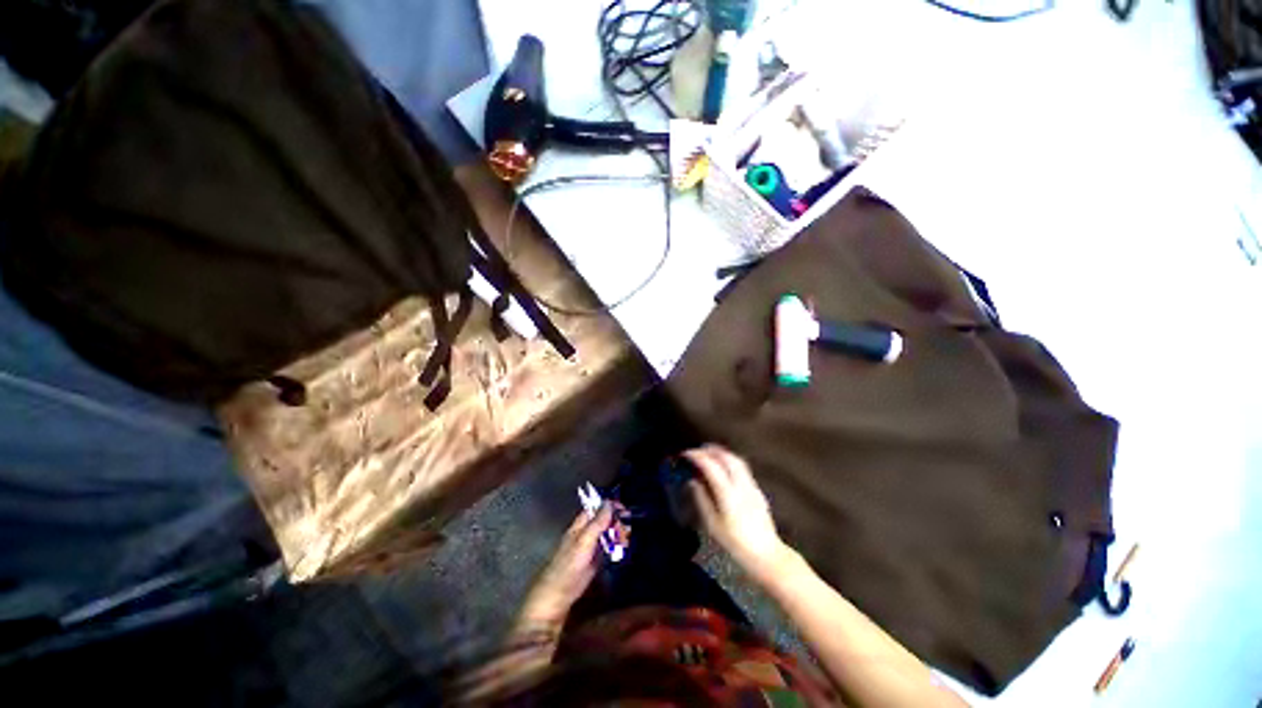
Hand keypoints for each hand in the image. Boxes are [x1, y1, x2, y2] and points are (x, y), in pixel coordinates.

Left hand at [515, 503, 617, 636]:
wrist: (556, 598)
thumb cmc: (568, 568)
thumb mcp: (584, 542)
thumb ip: (597, 523)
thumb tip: (609, 503)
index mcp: (580, 525)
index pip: (596, 508)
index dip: (609, 506)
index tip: (624, 508)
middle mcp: (585, 533)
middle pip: (604, 521)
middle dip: (616, 522)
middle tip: (626, 530)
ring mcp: (590, 548)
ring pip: (607, 534)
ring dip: (618, 534)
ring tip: (626, 541)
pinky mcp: (594, 562)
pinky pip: (608, 548)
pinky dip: (616, 546)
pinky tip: (622, 549)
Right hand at [684, 444, 792, 585]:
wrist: (766, 555)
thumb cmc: (735, 543)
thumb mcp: (712, 524)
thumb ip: (702, 499)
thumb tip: (693, 481)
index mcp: (728, 493)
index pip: (710, 465)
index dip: (697, 456)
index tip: (685, 454)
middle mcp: (741, 485)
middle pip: (726, 457)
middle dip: (710, 450)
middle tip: (696, 451)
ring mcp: (752, 486)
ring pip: (736, 460)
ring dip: (721, 453)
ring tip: (708, 455)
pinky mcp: (758, 490)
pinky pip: (742, 467)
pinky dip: (730, 461)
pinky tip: (724, 468)